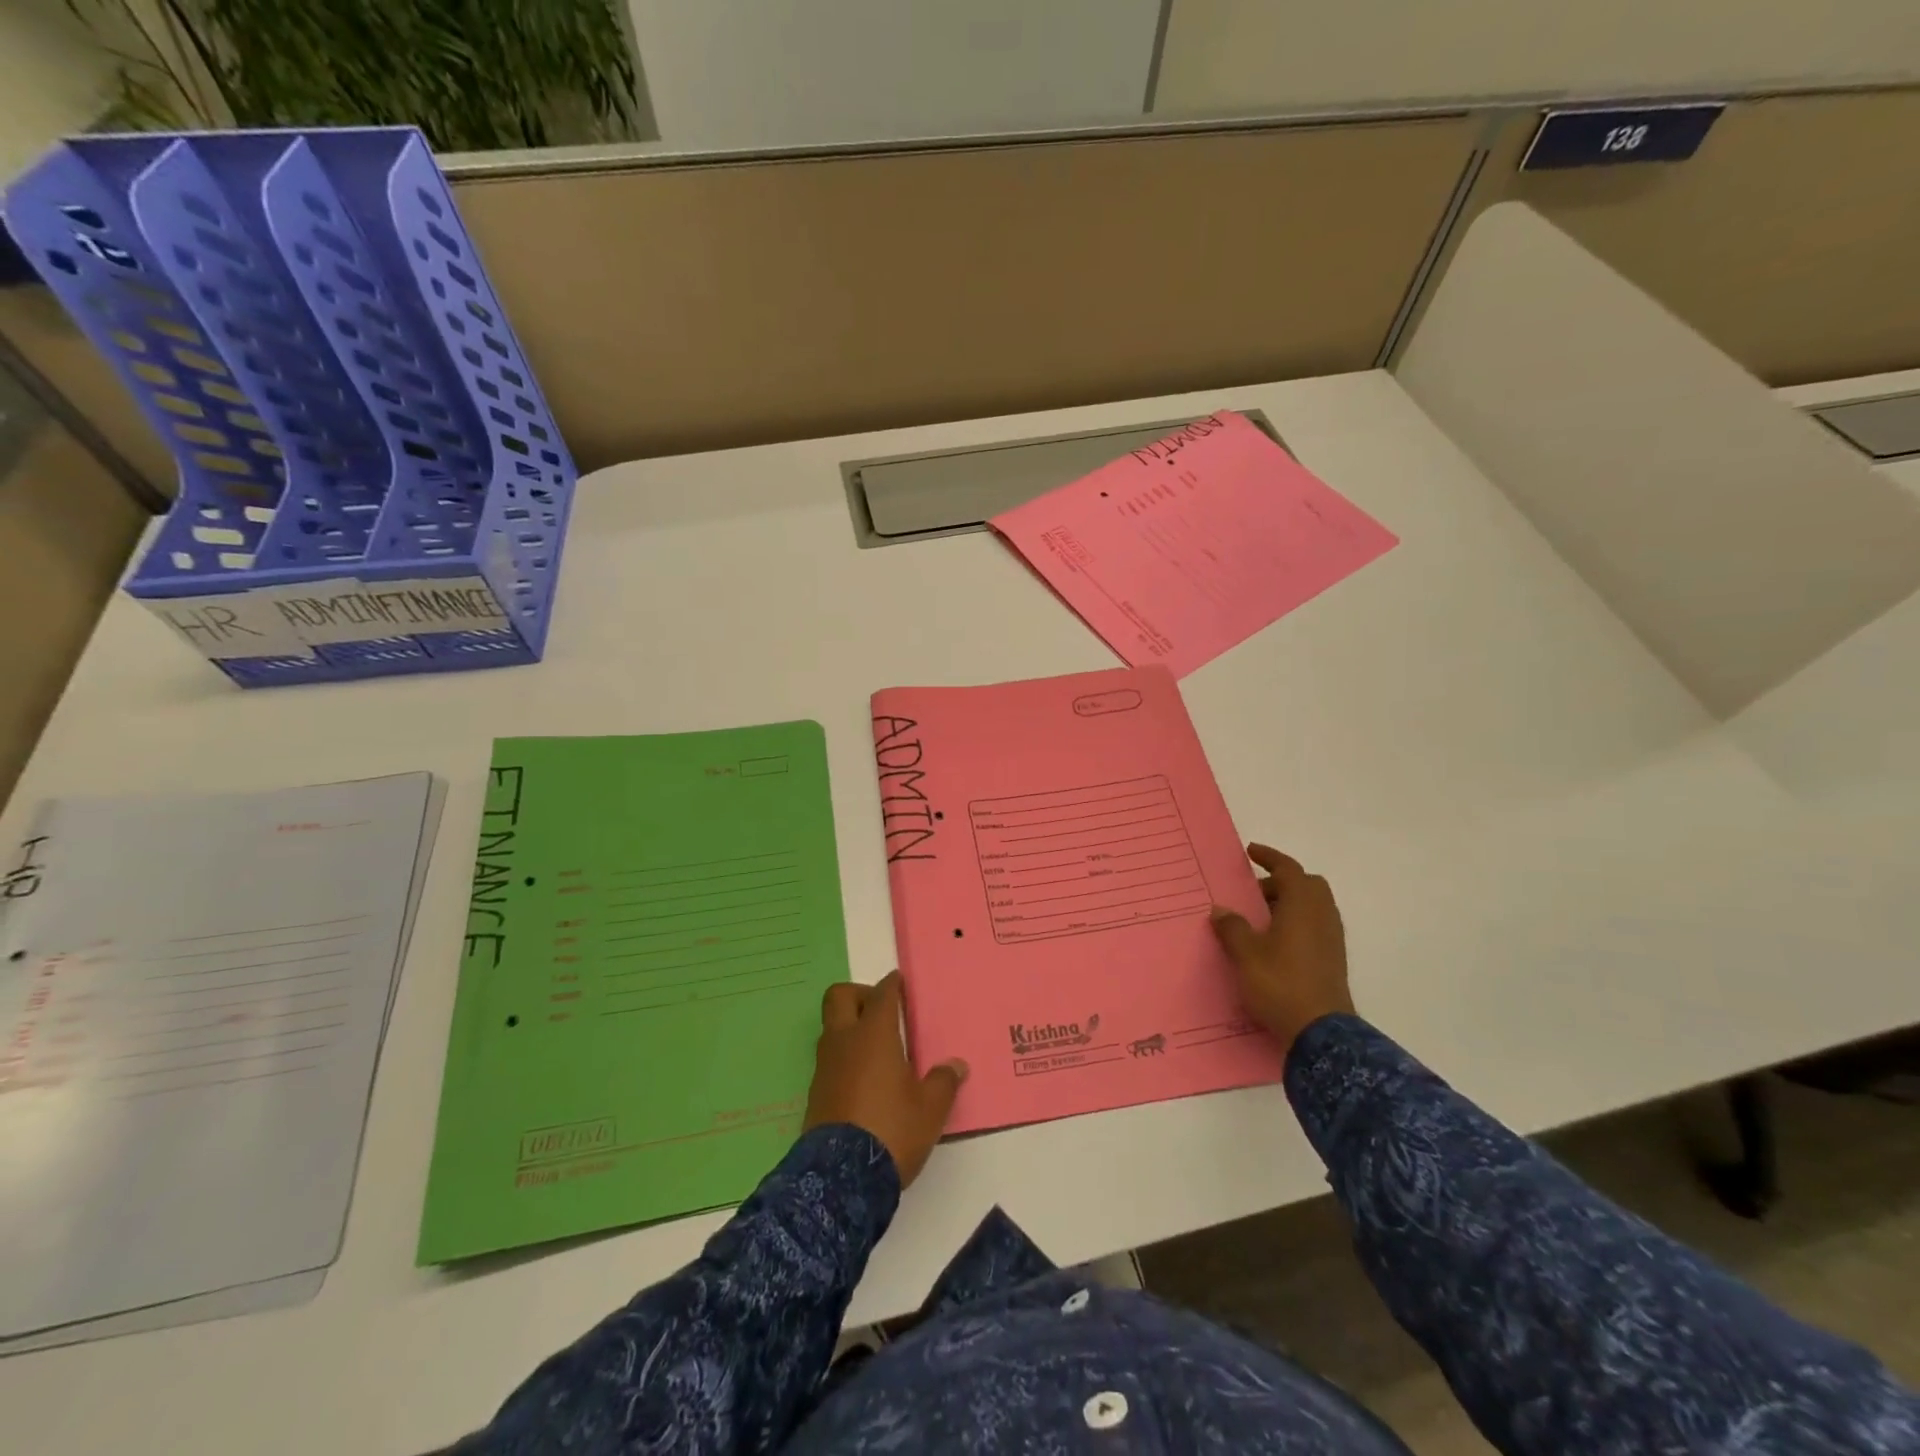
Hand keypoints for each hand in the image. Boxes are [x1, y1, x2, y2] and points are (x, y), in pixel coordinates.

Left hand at [803, 972, 966, 1187]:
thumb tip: (956, 1065)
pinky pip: (829, 1059)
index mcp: (874, 1034)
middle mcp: (844, 1041)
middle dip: (859, 994)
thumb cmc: (892, 1129)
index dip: (892, 985)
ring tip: (877, 1048)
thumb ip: (944, 1081)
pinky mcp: (816, 1092)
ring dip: (850, 1027)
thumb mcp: (930, 1109)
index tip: (900, 982)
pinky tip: (865, 1079)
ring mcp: (825, 1066)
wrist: (841, 1177)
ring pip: (832, 1028)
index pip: (882, 994)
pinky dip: (844, 1057)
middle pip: (840, 996)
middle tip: (881, 1010)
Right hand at [1210, 843, 1355, 1057]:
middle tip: (1254, 894)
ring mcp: (1331, 938)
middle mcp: (1322, 916)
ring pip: (1313, 907)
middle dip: (1281, 882)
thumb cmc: (1280, 983)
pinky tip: (1274, 942)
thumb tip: (1220, 910)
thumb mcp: (1245, 954)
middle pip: (1306, 885)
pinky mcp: (1333, 959)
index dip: (1270, 857)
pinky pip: (1315, 926)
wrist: (1321, 1033)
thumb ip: (1232, 927)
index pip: (1289, 869)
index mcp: (1303, 905)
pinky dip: (1296, 922)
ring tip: (1259, 920)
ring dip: (1289, 904)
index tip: (1251, 852)